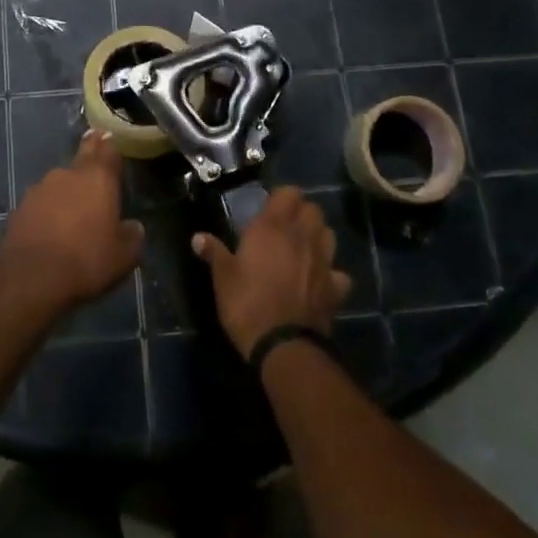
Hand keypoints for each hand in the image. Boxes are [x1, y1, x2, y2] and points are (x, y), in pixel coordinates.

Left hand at [0, 131, 143, 312]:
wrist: (31, 277)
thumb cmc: (87, 261)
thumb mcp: (123, 256)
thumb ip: (132, 236)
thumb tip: (133, 226)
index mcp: (98, 179)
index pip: (108, 150)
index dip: (110, 145)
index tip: (109, 137)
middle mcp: (68, 174)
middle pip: (82, 157)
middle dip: (89, 152)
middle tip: (93, 144)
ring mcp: (40, 188)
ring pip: (60, 181)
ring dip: (67, 188)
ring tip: (73, 206)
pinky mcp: (20, 207)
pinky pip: (41, 202)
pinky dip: (48, 208)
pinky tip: (50, 226)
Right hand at [192, 188, 352, 358]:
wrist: (282, 345)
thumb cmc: (246, 303)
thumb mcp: (223, 277)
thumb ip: (214, 252)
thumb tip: (197, 237)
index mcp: (273, 227)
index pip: (289, 193)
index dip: (282, 198)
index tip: (269, 209)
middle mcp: (302, 236)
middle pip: (313, 209)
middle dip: (302, 213)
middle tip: (286, 227)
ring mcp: (323, 261)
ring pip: (329, 234)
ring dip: (318, 236)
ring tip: (304, 248)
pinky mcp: (336, 288)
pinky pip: (339, 273)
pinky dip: (332, 274)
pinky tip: (320, 281)